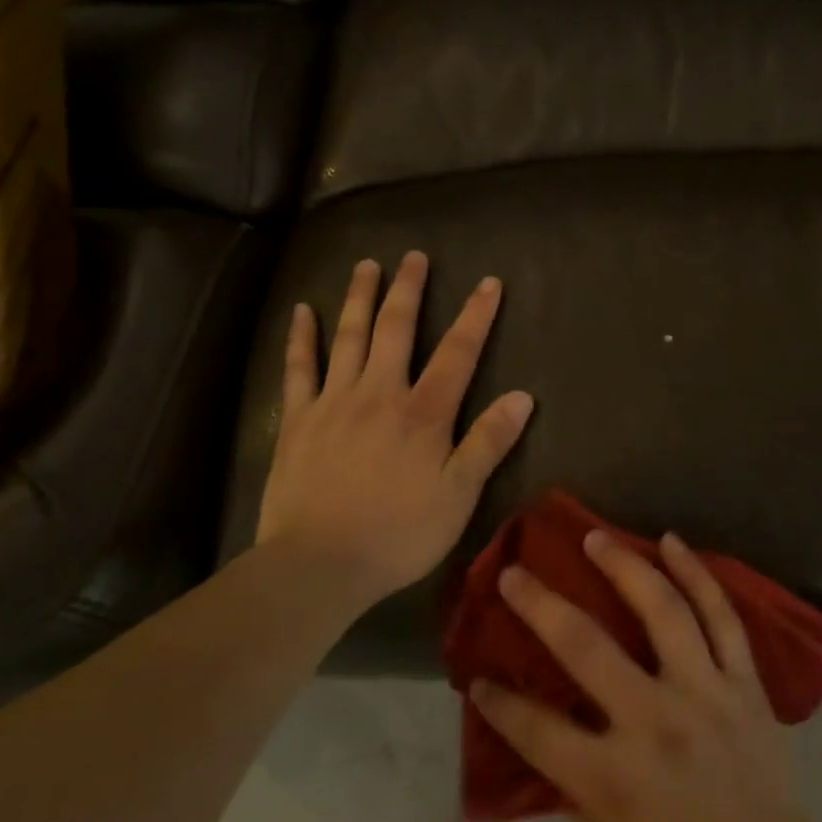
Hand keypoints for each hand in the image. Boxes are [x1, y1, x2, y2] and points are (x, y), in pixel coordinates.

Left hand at [256, 251, 534, 606]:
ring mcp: (334, 402)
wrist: (318, 564)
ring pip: (349, 337)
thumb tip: (522, 396)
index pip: (457, 353)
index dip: (476, 316)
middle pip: (396, 329)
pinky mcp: (299, 419)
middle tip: (414, 257)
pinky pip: (299, 368)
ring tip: (367, 265)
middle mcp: (379, 393)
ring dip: (359, 298)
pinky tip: (302, 310)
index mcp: (423, 413)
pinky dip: (301, 337)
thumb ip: (488, 442)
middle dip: (408, 290)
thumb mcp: (458, 496)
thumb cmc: (398, 534)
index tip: (489, 283)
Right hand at [471, 531, 821, 821]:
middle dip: (540, 605)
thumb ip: (575, 779)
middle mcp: (657, 723)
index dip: (500, 702)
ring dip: (623, 565)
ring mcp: (706, 694)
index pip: (537, 728)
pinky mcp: (745, 683)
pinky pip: (722, 616)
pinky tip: (671, 542)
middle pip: (586, 647)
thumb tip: (543, 723)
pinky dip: (697, 573)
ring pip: (663, 610)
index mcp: (615, 779)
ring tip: (595, 537)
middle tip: (514, 572)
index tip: (478, 677)